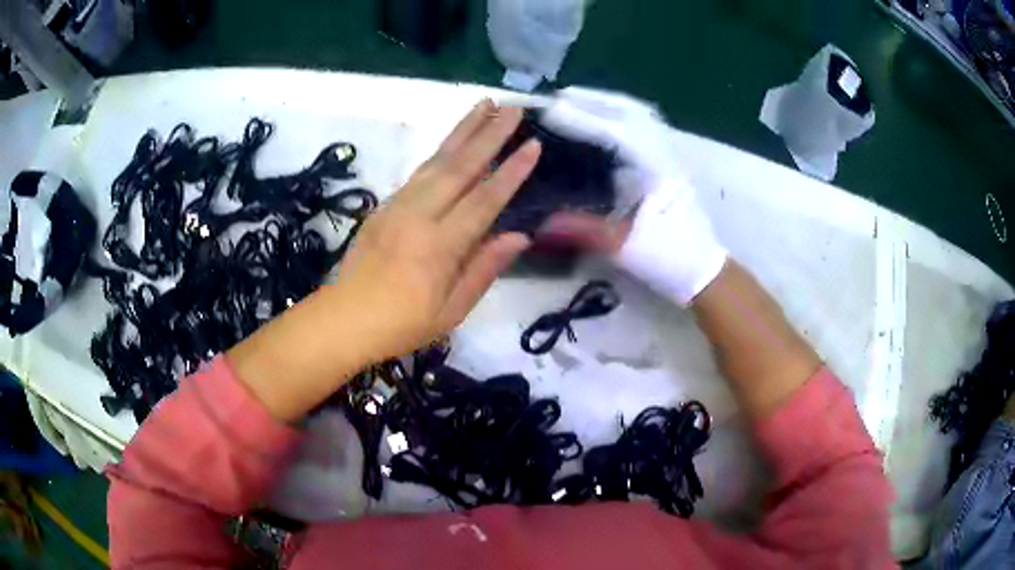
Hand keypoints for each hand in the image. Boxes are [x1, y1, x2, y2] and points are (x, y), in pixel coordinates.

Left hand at [229, 101, 540, 421]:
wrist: (343, 319)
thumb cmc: (401, 325)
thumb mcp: (451, 311)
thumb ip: (484, 269)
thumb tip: (520, 236)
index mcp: (439, 247)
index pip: (484, 200)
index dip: (511, 171)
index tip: (533, 144)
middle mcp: (418, 217)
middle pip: (459, 167)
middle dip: (489, 134)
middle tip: (514, 108)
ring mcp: (397, 207)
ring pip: (436, 161)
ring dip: (463, 131)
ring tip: (486, 106)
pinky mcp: (384, 206)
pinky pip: (418, 172)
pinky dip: (440, 151)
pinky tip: (455, 140)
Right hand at [537, 88, 726, 305]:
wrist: (703, 270)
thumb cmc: (669, 258)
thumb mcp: (624, 247)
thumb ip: (583, 230)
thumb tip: (540, 224)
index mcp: (656, 169)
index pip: (615, 132)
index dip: (582, 117)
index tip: (550, 108)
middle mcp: (664, 153)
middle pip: (629, 112)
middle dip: (592, 100)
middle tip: (558, 96)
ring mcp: (669, 155)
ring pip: (639, 115)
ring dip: (607, 102)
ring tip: (576, 100)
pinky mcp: (668, 162)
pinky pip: (643, 126)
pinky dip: (620, 114)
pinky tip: (604, 119)